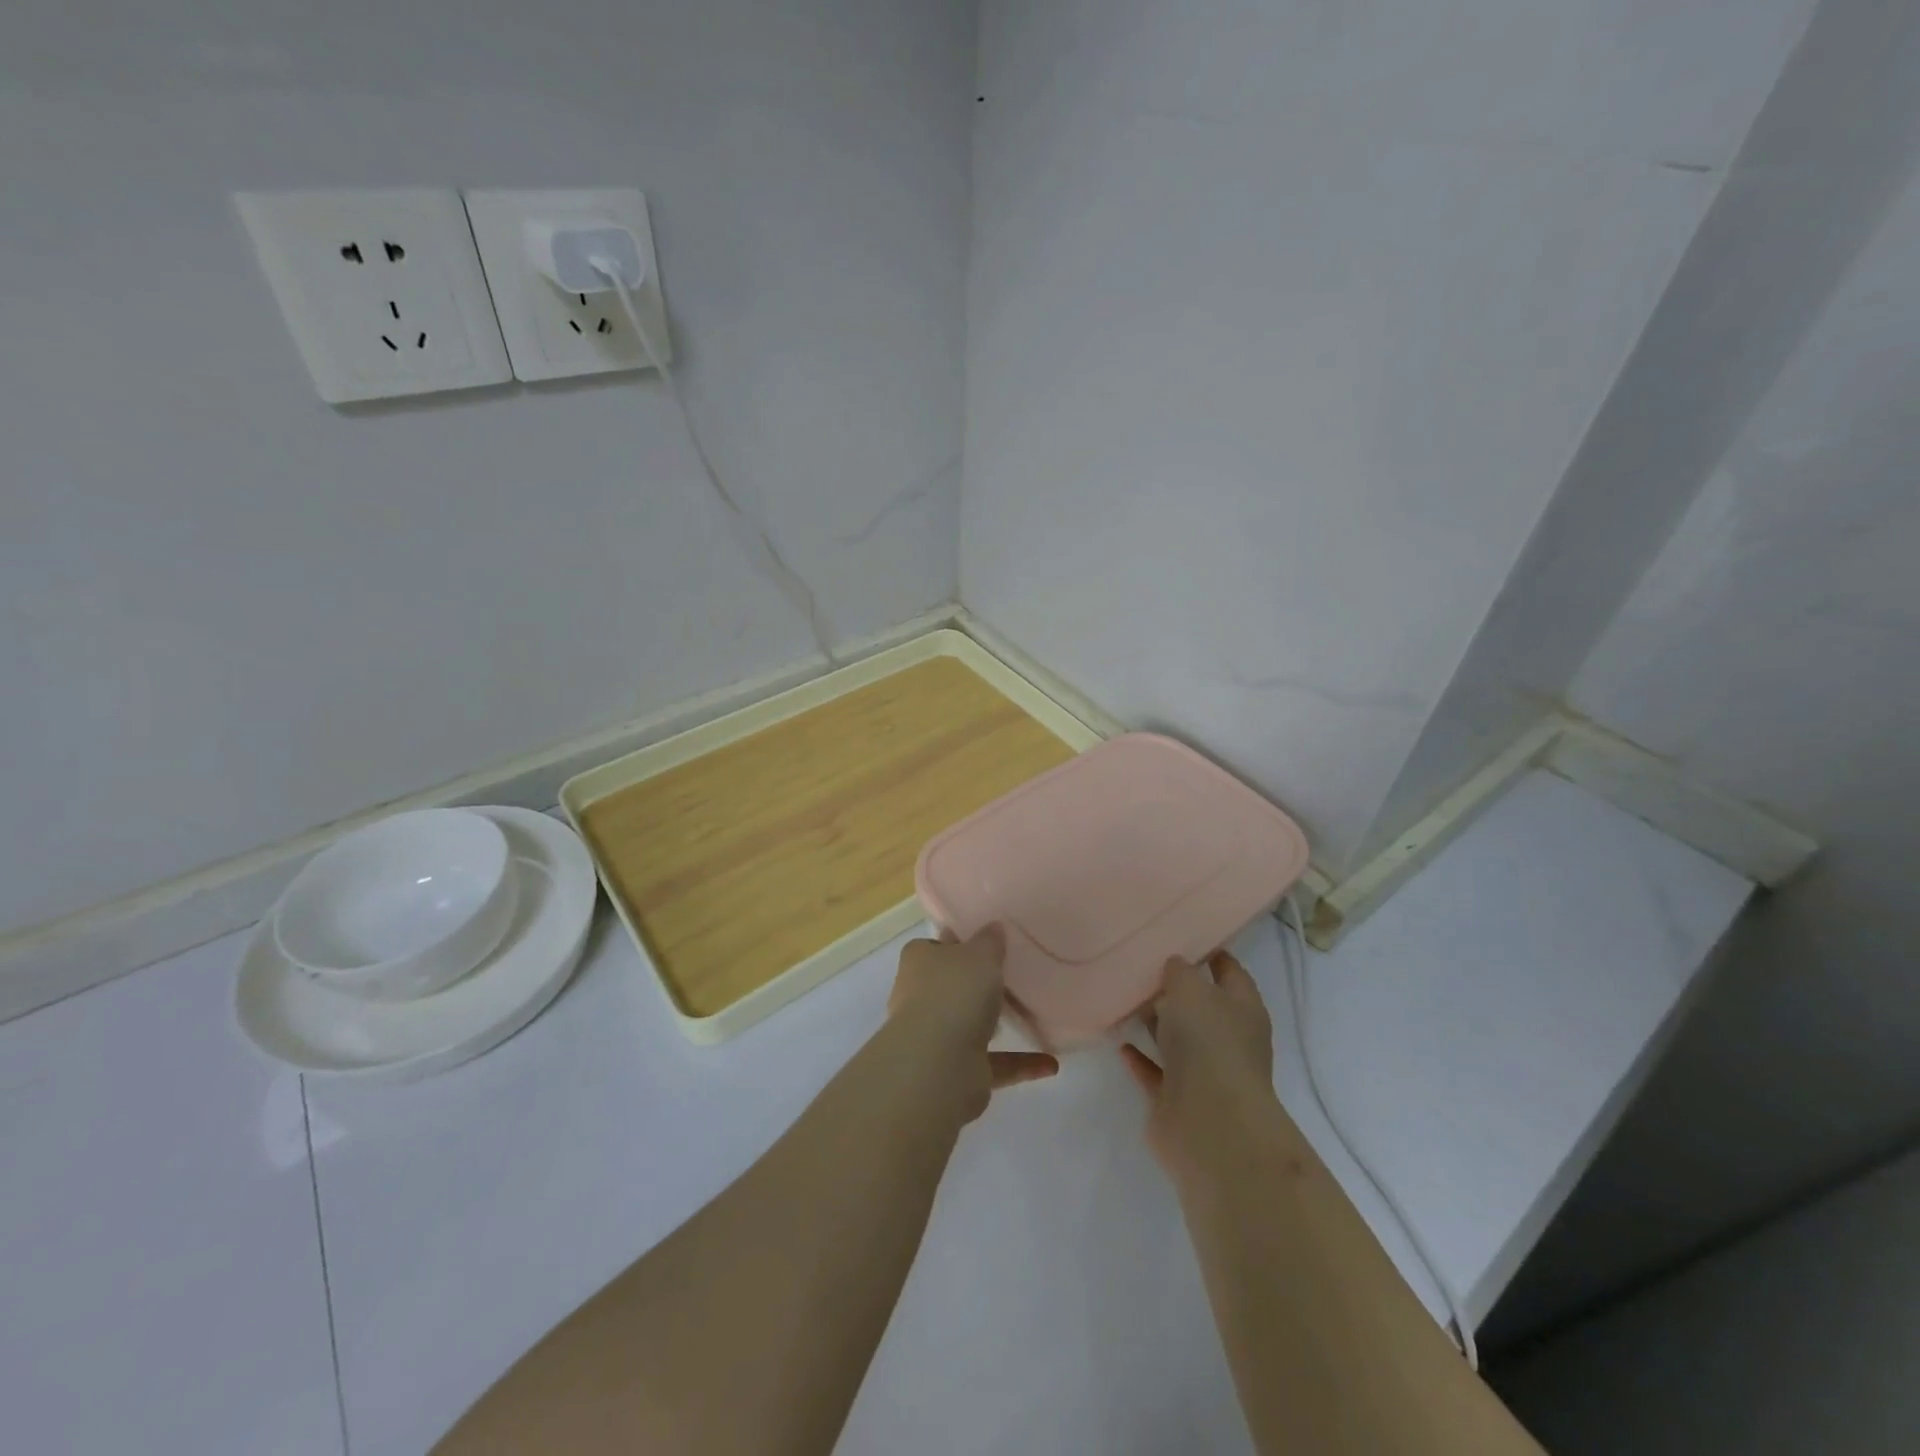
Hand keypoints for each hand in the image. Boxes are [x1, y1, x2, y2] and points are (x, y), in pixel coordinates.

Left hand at [888, 926, 1057, 1121]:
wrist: (939, 1064)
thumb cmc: (956, 993)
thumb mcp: (981, 954)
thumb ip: (990, 941)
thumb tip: (993, 928)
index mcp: (918, 961)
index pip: (935, 946)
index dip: (958, 944)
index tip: (986, 944)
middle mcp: (920, 997)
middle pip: (951, 986)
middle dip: (976, 986)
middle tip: (1012, 978)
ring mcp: (935, 1037)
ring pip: (969, 1024)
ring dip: (996, 1025)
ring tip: (1031, 1016)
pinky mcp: (955, 1071)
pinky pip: (993, 1062)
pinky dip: (1019, 1063)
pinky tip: (1049, 1063)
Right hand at [1120, 951, 1277, 1174]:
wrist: (1210, 1125)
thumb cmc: (1209, 1044)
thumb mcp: (1191, 990)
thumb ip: (1179, 971)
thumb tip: (1175, 965)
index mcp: (1242, 1009)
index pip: (1229, 972)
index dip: (1210, 952)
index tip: (1181, 934)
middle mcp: (1227, 1039)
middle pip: (1200, 1006)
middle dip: (1174, 988)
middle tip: (1140, 963)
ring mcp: (1203, 1072)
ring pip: (1176, 1038)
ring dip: (1154, 1023)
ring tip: (1123, 997)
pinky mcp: (1177, 1100)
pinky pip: (1155, 1071)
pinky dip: (1140, 1058)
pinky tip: (1120, 1042)